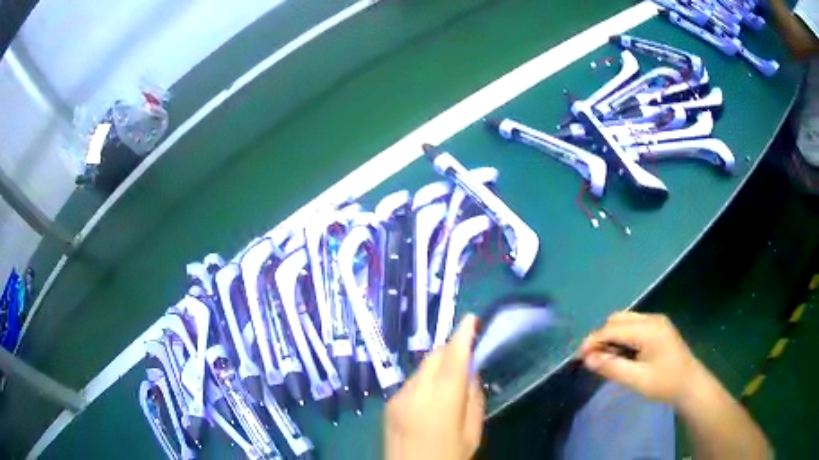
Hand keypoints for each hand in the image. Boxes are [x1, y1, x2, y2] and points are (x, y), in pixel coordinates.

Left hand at [385, 315, 485, 459]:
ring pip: (422, 368)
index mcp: (442, 399)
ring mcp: (398, 396)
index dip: (463, 334)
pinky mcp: (389, 403)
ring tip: (451, 382)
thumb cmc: (448, 457)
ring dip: (438, 366)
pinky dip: (426, 380)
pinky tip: (432, 398)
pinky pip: (411, 382)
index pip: (455, 357)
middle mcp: (416, 390)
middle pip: (434, 356)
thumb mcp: (472, 433)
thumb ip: (473, 399)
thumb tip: (471, 373)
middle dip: (451, 349)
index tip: (472, 319)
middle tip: (468, 354)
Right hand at [578, 311, 704, 405]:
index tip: (579, 357)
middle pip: (618, 319)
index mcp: (648, 329)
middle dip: (602, 336)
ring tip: (606, 358)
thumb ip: (612, 367)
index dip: (593, 341)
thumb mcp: (637, 380)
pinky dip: (623, 336)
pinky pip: (634, 325)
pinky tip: (622, 354)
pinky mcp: (659, 327)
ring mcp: (657, 321)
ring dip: (612, 336)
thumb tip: (587, 359)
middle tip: (594, 359)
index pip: (613, 329)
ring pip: (625, 320)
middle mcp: (652, 319)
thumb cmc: (665, 383)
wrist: (690, 385)